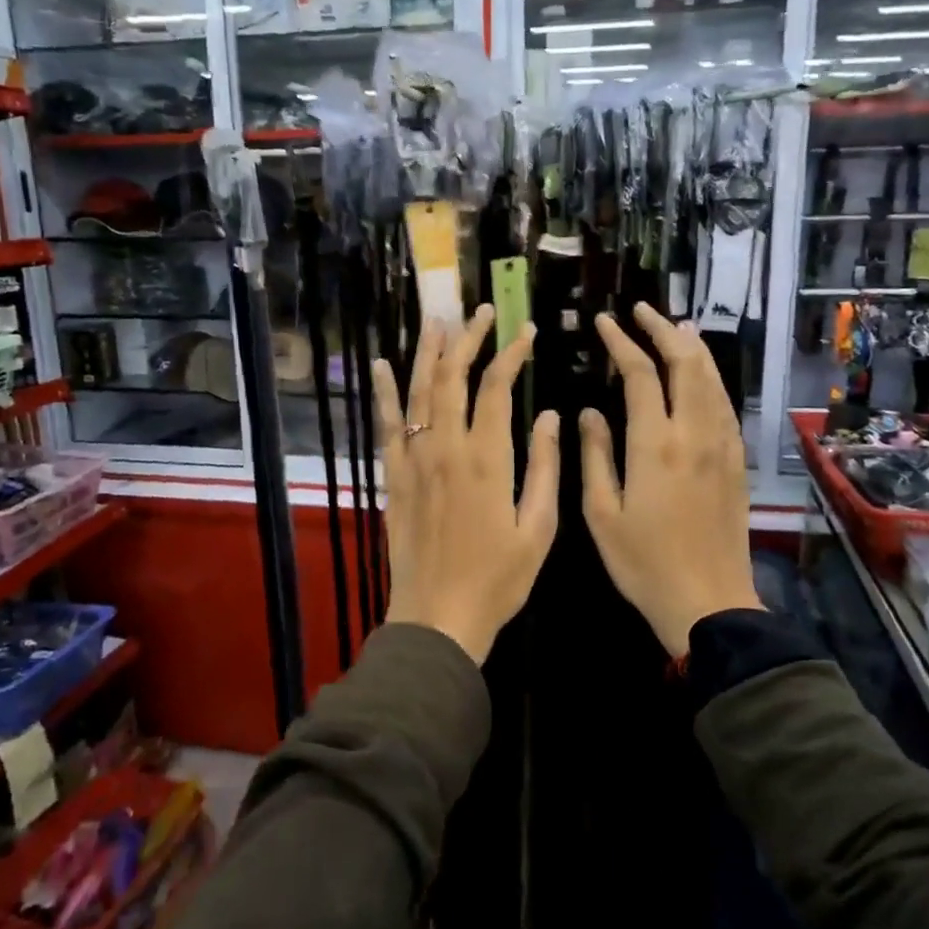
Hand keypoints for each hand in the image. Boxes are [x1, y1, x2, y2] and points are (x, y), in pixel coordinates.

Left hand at [374, 306, 559, 664]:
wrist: (438, 617)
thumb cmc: (498, 579)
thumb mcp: (538, 528)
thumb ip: (543, 467)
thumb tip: (547, 415)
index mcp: (487, 459)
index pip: (496, 387)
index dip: (511, 353)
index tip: (525, 331)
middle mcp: (446, 448)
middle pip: (453, 377)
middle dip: (468, 339)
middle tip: (480, 312)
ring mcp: (414, 460)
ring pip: (418, 392)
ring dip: (428, 353)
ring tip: (436, 320)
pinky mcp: (393, 476)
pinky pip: (387, 425)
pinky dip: (384, 393)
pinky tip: (381, 365)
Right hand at [580, 303, 760, 657]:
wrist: (708, 602)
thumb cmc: (643, 562)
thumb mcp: (601, 513)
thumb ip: (595, 455)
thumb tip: (591, 411)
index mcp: (654, 444)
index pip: (641, 374)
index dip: (622, 342)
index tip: (605, 322)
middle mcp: (693, 434)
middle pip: (686, 364)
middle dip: (663, 330)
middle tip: (642, 310)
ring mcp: (722, 446)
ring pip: (712, 380)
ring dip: (692, 348)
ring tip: (675, 327)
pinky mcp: (736, 461)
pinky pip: (725, 405)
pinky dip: (710, 378)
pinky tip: (701, 375)